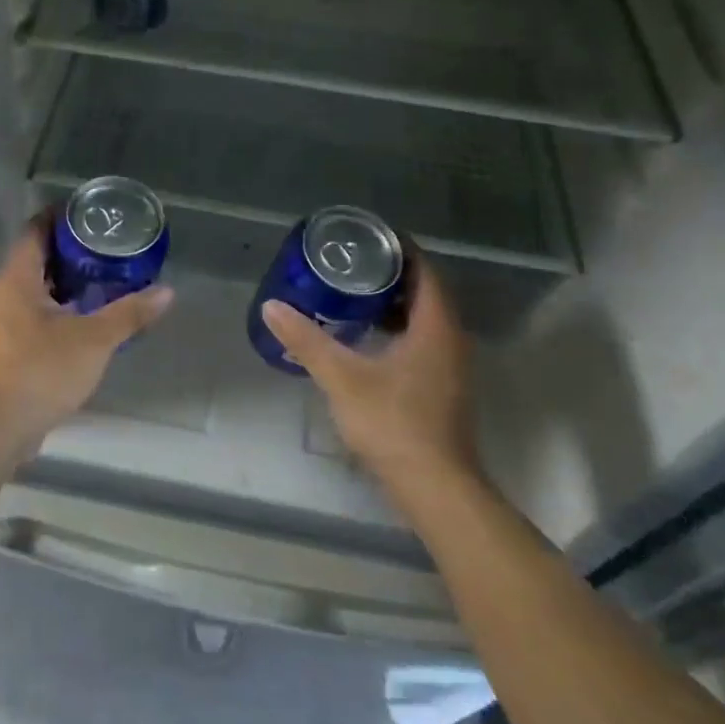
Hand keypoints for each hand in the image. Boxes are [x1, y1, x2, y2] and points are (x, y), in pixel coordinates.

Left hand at [0, 220, 174, 445]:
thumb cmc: (42, 371)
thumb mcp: (94, 340)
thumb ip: (130, 313)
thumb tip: (167, 292)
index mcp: (17, 279)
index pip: (35, 230)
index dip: (60, 216)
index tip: (90, 212)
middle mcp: (5, 293)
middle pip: (36, 257)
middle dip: (70, 249)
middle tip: (107, 244)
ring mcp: (3, 321)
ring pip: (36, 287)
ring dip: (66, 280)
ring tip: (104, 276)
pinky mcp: (9, 346)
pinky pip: (36, 312)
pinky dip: (60, 306)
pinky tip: (87, 316)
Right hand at [260, 253, 478, 494]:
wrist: (434, 486)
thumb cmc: (393, 423)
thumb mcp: (342, 378)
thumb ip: (307, 341)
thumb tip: (272, 307)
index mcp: (436, 327)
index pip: (425, 271)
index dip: (400, 249)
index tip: (368, 236)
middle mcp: (451, 340)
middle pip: (427, 292)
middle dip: (393, 274)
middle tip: (352, 262)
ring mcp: (451, 366)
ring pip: (426, 319)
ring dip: (396, 303)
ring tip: (355, 293)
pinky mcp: (444, 387)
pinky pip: (424, 340)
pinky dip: (400, 328)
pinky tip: (369, 337)